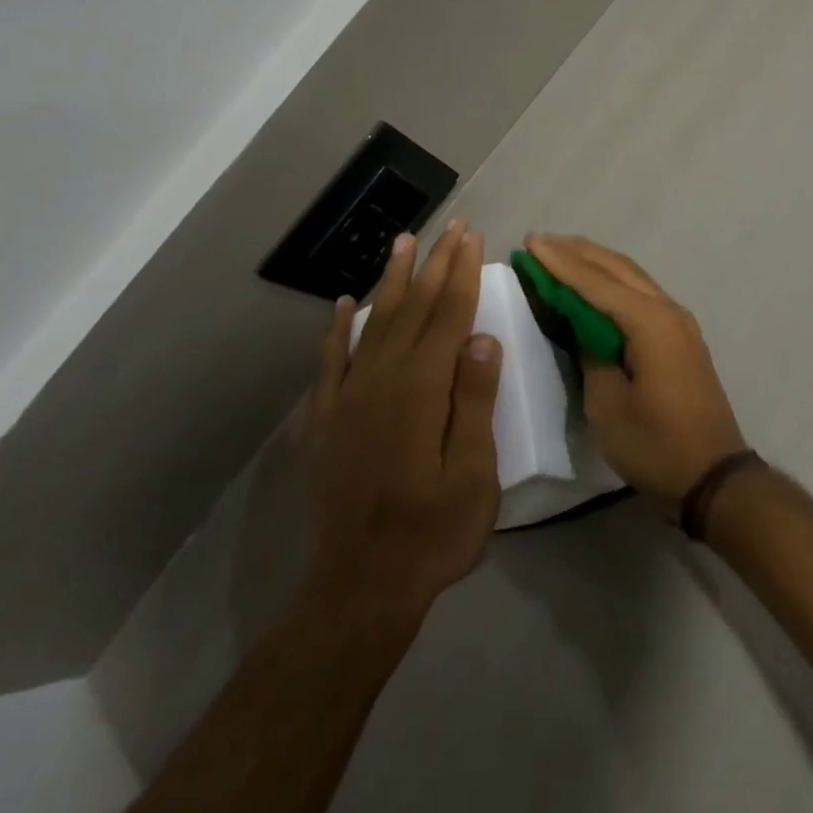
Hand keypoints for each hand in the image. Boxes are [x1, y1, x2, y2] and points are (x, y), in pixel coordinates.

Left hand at [304, 220, 501, 624]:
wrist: (361, 588)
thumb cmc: (433, 534)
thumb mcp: (473, 474)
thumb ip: (475, 402)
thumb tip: (483, 337)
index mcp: (422, 390)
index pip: (449, 316)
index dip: (463, 273)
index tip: (473, 237)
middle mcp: (382, 381)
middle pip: (414, 309)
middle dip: (435, 264)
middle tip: (451, 225)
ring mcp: (350, 399)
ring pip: (373, 323)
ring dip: (391, 280)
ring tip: (402, 242)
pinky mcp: (329, 420)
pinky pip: (332, 361)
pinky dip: (336, 330)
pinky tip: (340, 306)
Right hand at [526, 235, 745, 515]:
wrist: (713, 474)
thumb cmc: (655, 444)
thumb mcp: (607, 405)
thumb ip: (590, 354)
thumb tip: (581, 324)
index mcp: (649, 322)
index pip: (595, 282)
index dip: (560, 263)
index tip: (530, 242)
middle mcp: (668, 310)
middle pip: (618, 268)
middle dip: (578, 252)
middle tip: (541, 241)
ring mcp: (679, 321)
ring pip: (633, 276)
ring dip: (597, 262)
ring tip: (562, 252)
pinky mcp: (681, 336)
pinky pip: (642, 293)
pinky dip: (614, 282)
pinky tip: (596, 284)